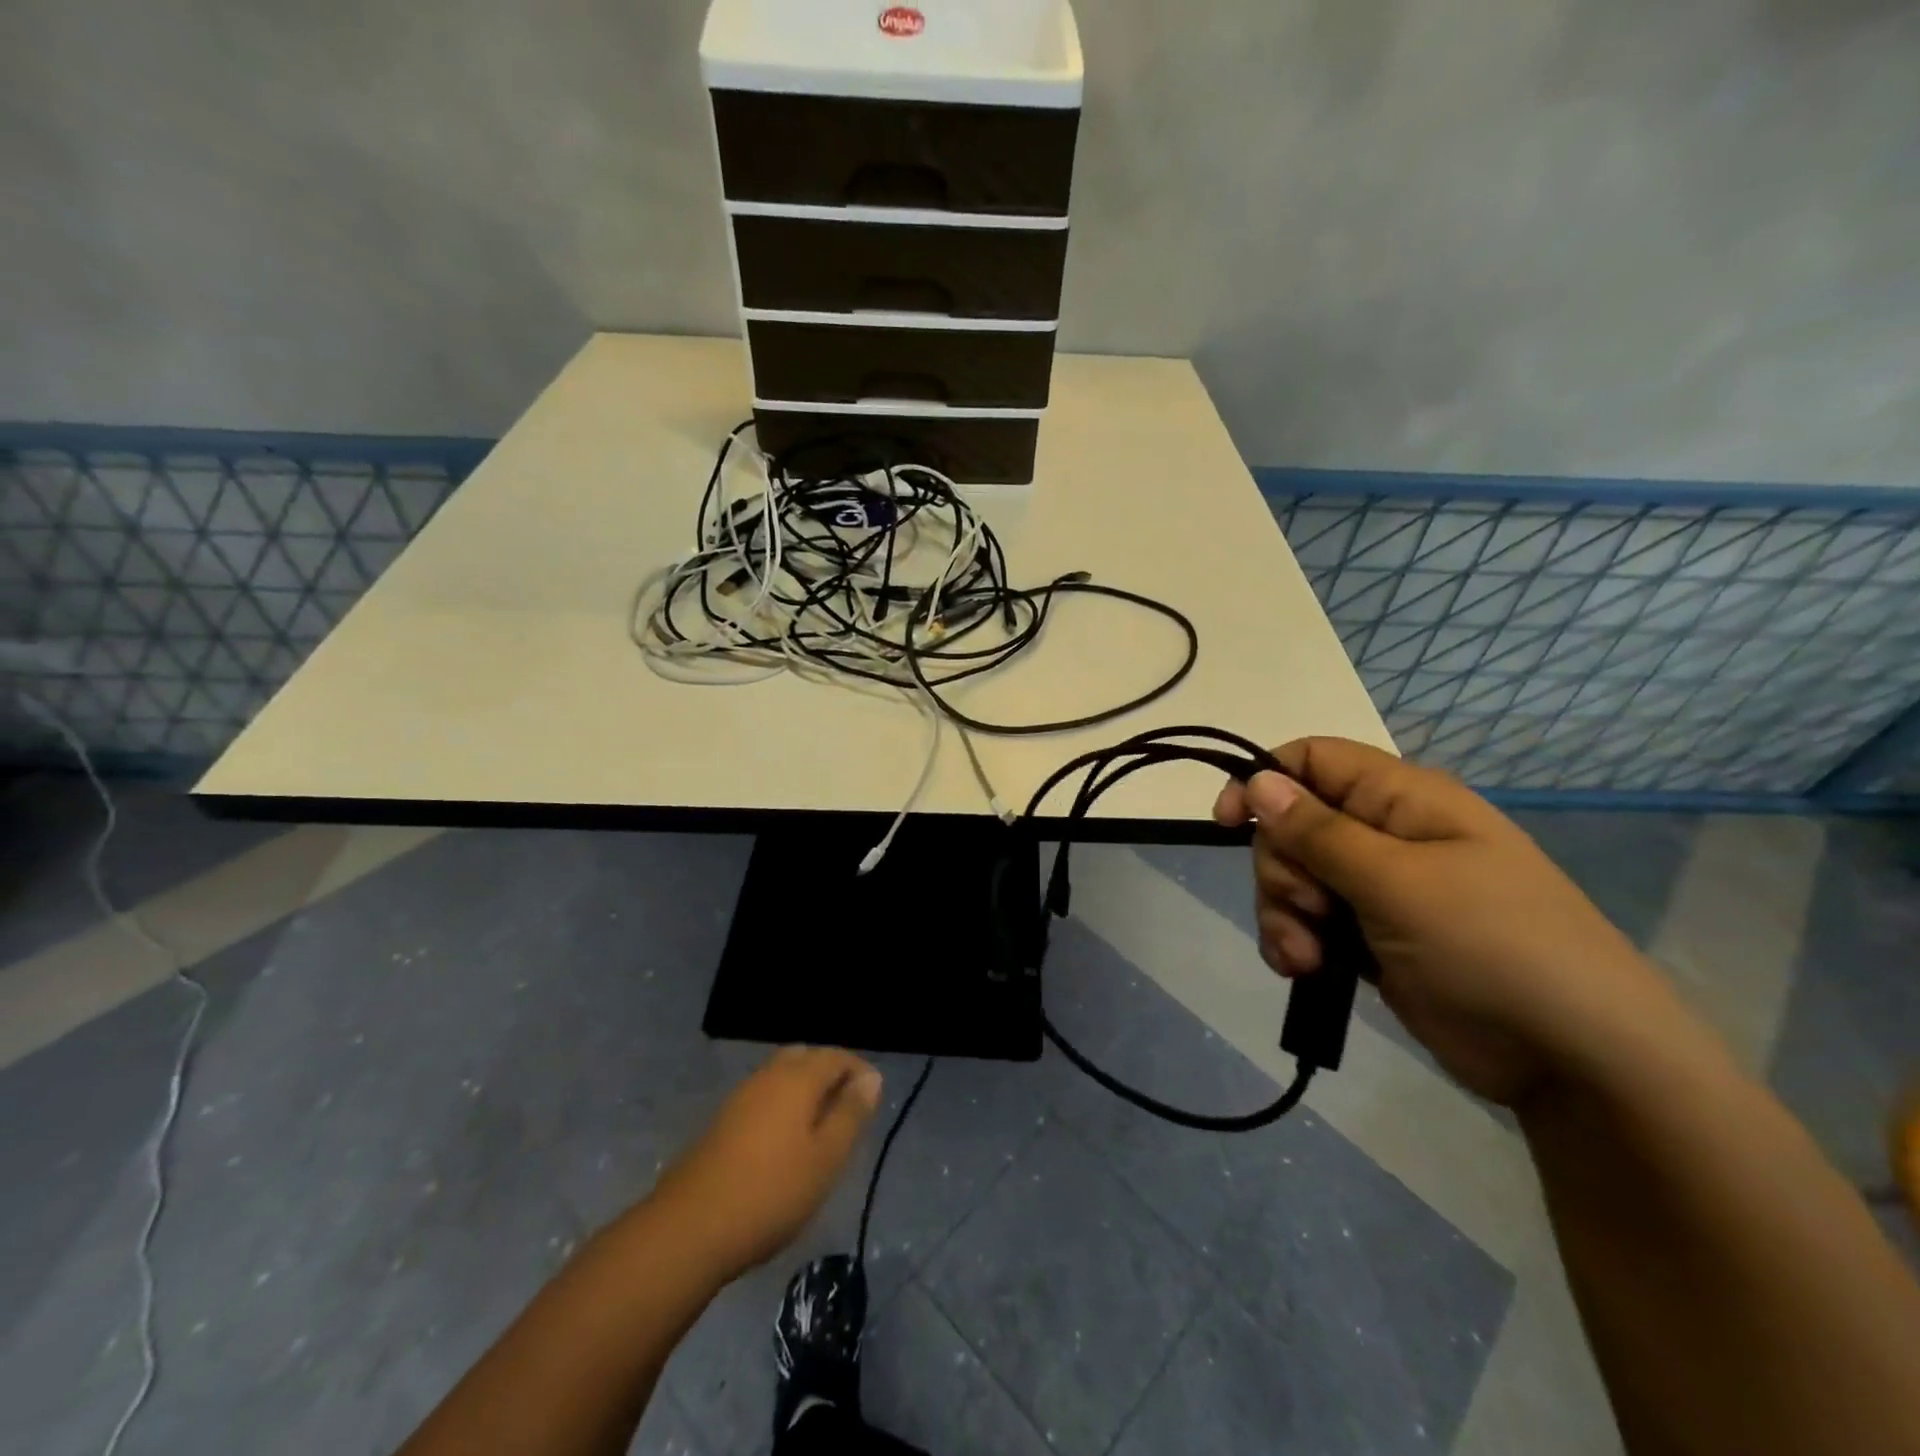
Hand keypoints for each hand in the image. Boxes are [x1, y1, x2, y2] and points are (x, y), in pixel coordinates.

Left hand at [651, 1047, 881, 1281]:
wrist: (689, 1228)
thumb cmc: (771, 1192)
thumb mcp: (826, 1158)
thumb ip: (850, 1114)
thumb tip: (870, 1077)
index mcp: (797, 1078)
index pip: (836, 1056)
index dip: (858, 1070)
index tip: (873, 1097)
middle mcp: (768, 1076)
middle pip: (806, 1058)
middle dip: (830, 1073)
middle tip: (849, 1108)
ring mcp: (741, 1097)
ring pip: (782, 1076)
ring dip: (806, 1090)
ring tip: (822, 1127)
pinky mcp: (722, 1122)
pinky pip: (764, 1097)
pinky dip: (783, 1106)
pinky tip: (786, 1142)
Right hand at [1214, 737, 1690, 1105]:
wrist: (1575, 1058)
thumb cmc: (1492, 947)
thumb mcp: (1397, 882)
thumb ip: (1319, 831)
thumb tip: (1258, 780)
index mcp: (1402, 800)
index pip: (1313, 760)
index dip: (1263, 781)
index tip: (1228, 824)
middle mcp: (1385, 835)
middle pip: (1292, 826)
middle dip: (1280, 870)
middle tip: (1308, 909)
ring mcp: (1378, 888)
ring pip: (1293, 878)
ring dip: (1283, 914)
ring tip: (1308, 958)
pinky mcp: (1371, 935)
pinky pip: (1308, 922)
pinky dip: (1296, 943)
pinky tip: (1307, 970)